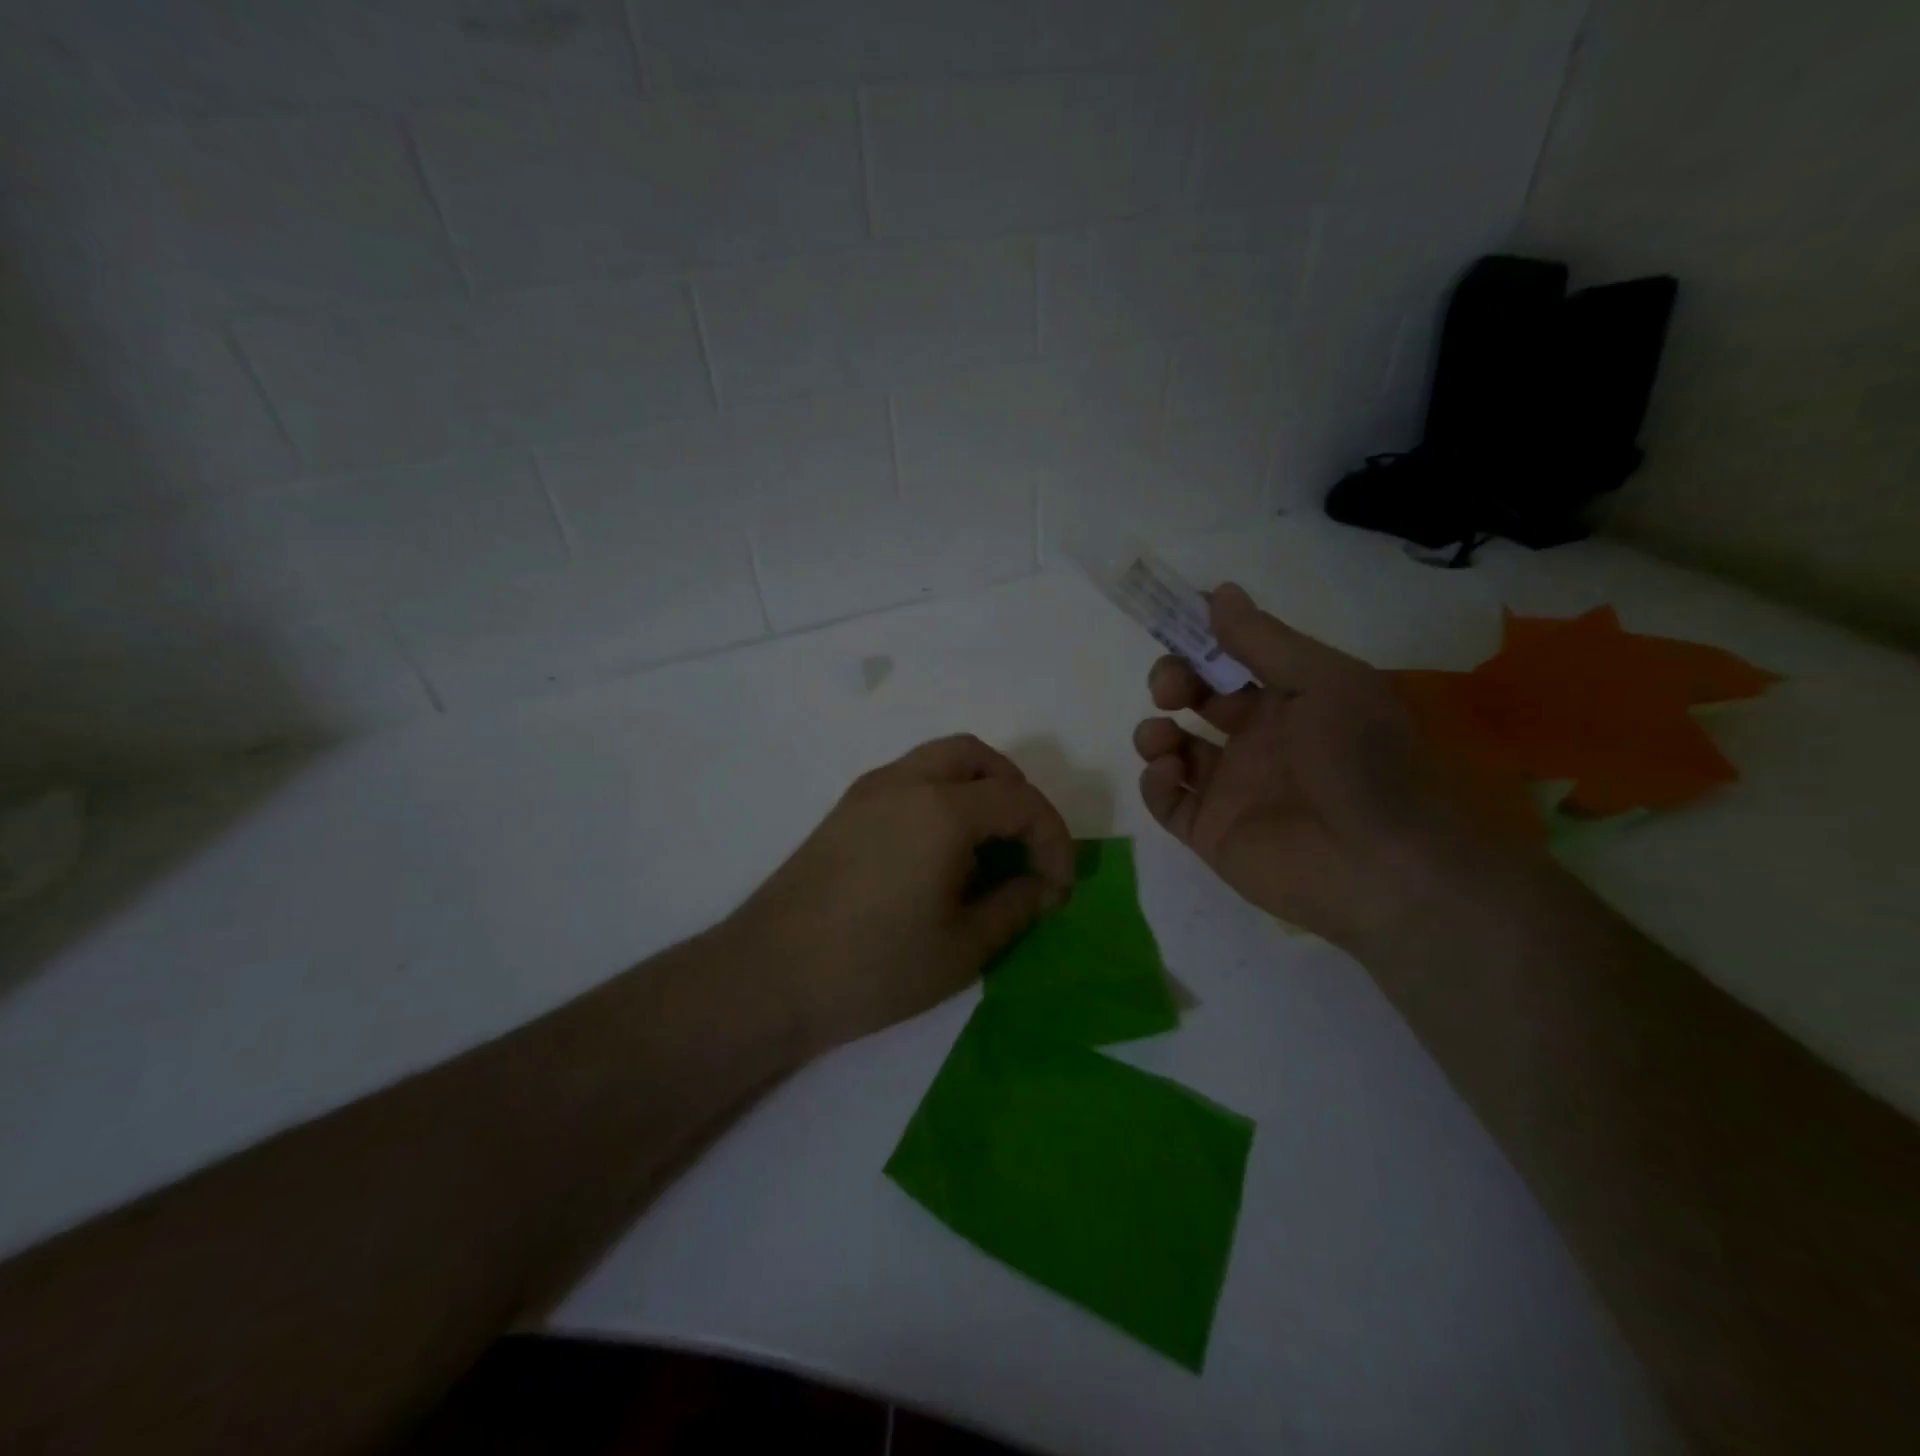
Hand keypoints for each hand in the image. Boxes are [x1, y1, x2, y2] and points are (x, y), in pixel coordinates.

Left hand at [729, 735, 1075, 1054]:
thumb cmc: (875, 967)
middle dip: (1016, 793)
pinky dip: (941, 795)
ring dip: (976, 787)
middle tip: (1026, 844)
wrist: (769, 976)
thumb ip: (1016, 906)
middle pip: (978, 757)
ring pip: (939, 759)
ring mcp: (869, 790)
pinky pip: (909, 778)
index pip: (1020, 801)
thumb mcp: (964, 947)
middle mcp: (906, 781)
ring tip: (989, 844)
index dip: (1053, 839)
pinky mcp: (845, 808)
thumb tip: (1043, 886)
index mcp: (943, 809)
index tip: (1059, 886)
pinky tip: (940, 850)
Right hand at [1131, 582, 1460, 946]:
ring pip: (1174, 749)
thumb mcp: (1321, 679)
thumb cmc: (1355, 757)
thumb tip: (1218, 592)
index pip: (1233, 661)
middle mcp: (1258, 740)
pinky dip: (1156, 781)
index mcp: (1290, 701)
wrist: (1376, 863)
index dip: (1202, 642)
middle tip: (1170, 688)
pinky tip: (1170, 771)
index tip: (1174, 624)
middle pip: (1196, 700)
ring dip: (1154, 732)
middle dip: (1172, 682)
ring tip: (1162, 736)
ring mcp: (1231, 788)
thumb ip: (1263, 639)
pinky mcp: (1210, 831)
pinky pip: (1168, 800)